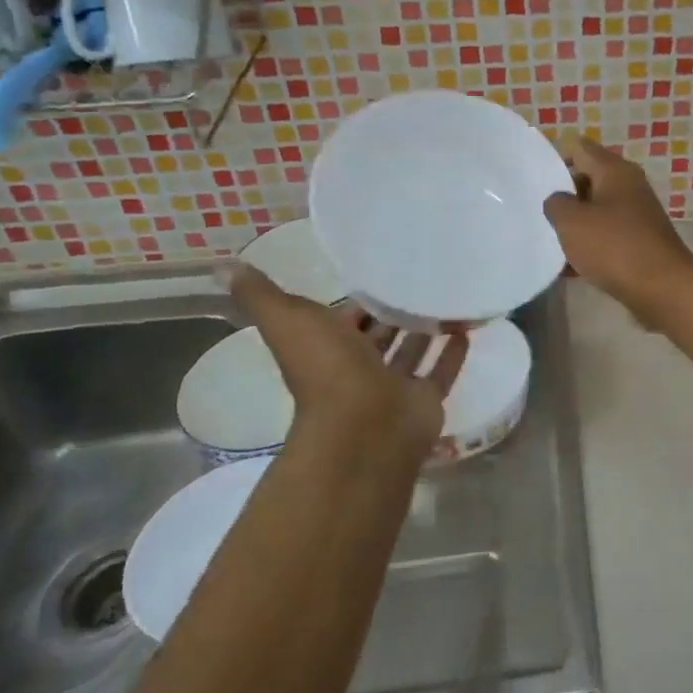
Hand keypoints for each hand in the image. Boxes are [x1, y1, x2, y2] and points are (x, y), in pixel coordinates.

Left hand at [224, 263, 467, 462]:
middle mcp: (360, 366)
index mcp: (328, 347)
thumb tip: (224, 265)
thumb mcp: (287, 320)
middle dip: (395, 312)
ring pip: (412, 351)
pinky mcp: (425, 399)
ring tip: (449, 297)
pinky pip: (441, 372)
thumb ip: (260, 294)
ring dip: (426, 330)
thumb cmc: (327, 369)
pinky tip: (468, 330)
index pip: (345, 317)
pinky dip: (452, 353)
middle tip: (423, 278)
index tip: (381, 268)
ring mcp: (394, 385)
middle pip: (380, 334)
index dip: (358, 299)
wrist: (364, 426)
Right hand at [542, 138, 692, 327]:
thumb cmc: (614, 247)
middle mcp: (630, 186)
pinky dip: (589, 247)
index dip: (555, 159)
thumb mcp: (572, 222)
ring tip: (548, 241)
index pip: (579, 148)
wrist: (663, 289)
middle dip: (563, 195)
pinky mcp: (640, 242)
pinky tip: (569, 268)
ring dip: (575, 224)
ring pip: (597, 211)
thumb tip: (559, 201)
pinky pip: (607, 237)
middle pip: (588, 179)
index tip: (533, 181)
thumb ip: (556, 204)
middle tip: (537, 212)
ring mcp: (637, 215)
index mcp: (615, 170)